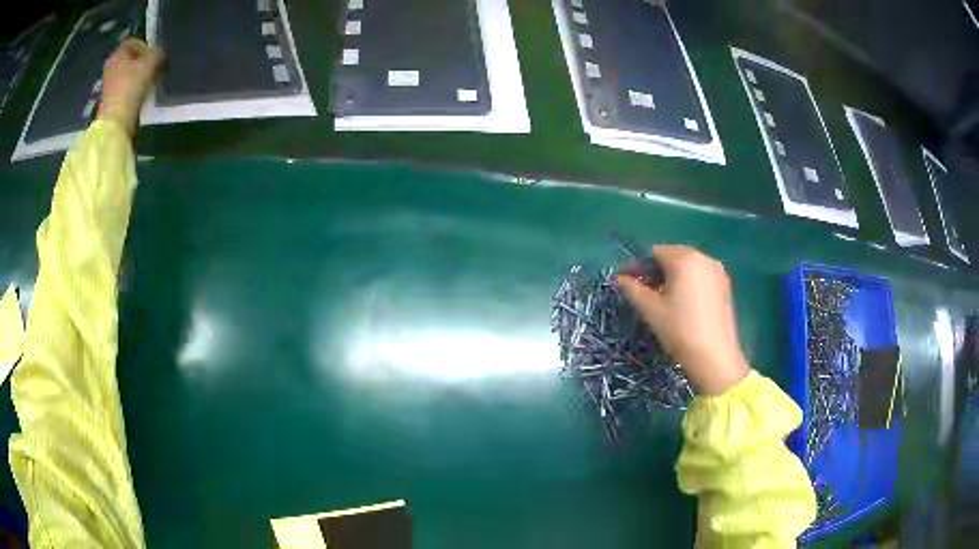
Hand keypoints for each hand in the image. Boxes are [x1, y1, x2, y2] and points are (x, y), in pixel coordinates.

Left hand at [97, 39, 163, 136]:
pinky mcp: (111, 100)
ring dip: (140, 76)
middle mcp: (111, 67)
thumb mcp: (150, 63)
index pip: (133, 42)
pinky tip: (141, 94)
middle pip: (130, 59)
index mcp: (117, 54)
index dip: (145, 46)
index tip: (154, 56)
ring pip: (128, 73)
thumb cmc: (130, 87)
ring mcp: (109, 85)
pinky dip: (134, 88)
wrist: (116, 122)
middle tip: (154, 69)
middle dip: (143, 62)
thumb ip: (158, 53)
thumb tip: (159, 54)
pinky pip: (125, 87)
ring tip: (149, 82)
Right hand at [617, 246, 749, 395]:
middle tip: (645, 291)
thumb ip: (633, 289)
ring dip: (673, 276)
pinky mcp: (725, 284)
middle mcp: (703, 258)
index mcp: (684, 259)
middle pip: (673, 255)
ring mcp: (717, 270)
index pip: (655, 253)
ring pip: (688, 265)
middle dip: (657, 270)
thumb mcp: (651, 310)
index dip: (639, 266)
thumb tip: (618, 278)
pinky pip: (701, 274)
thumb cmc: (680, 331)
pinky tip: (684, 302)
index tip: (628, 282)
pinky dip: (689, 281)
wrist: (715, 357)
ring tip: (664, 298)